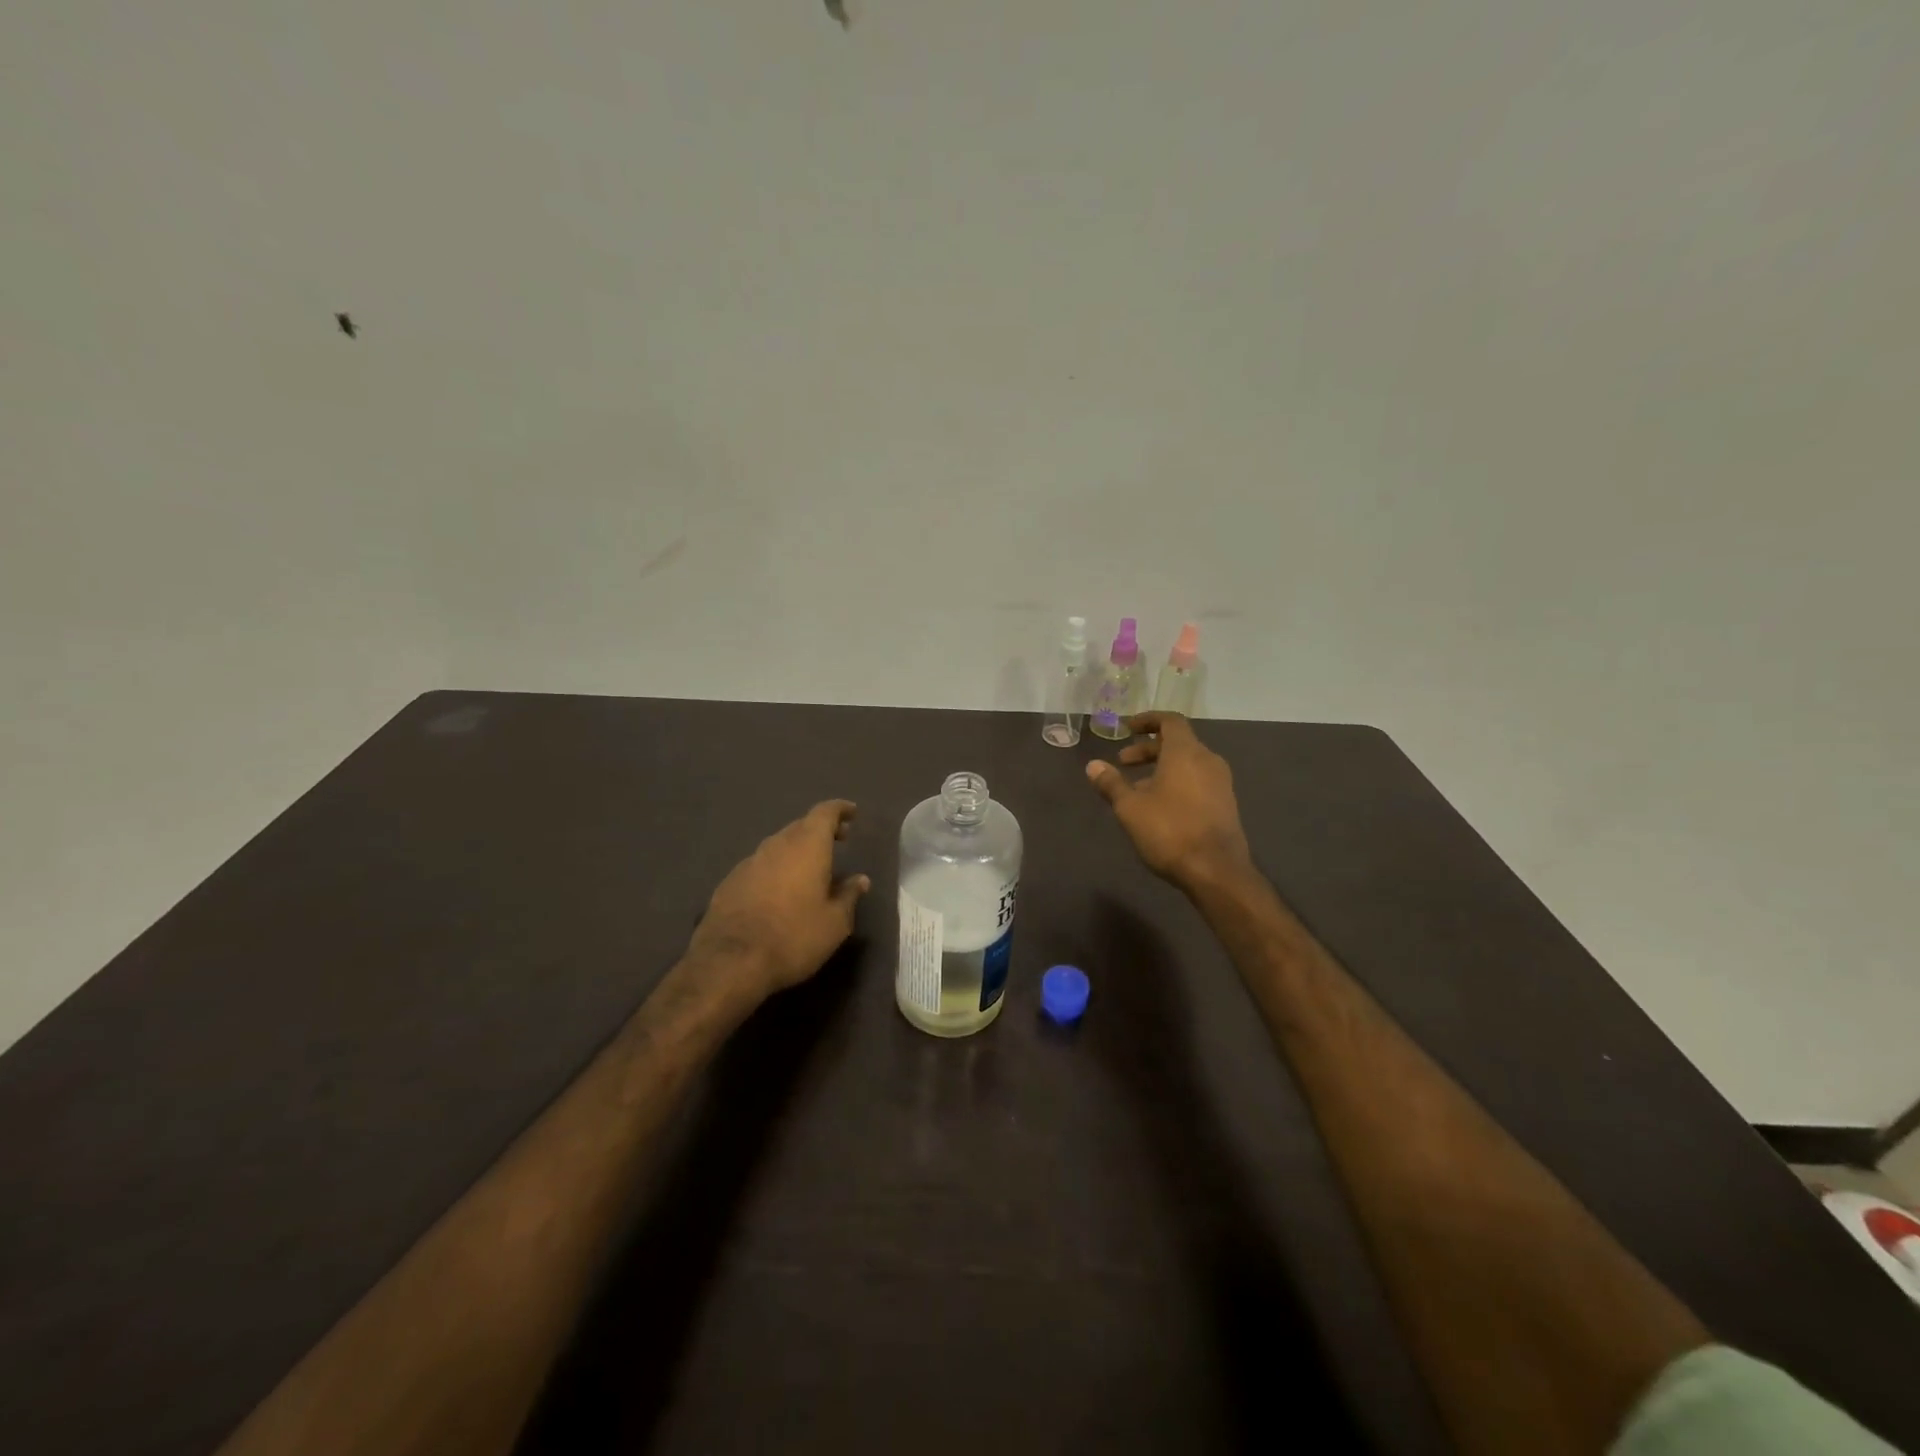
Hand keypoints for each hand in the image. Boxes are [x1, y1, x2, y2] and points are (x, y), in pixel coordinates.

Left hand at [687, 800, 870, 1003]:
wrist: (730, 962)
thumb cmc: (794, 937)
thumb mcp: (835, 923)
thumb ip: (849, 896)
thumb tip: (859, 880)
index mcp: (807, 847)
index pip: (825, 813)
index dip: (839, 809)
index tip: (851, 812)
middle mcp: (777, 845)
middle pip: (800, 826)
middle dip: (820, 830)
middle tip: (837, 840)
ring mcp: (749, 862)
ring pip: (778, 845)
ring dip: (796, 850)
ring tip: (809, 868)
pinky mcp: (729, 882)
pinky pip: (760, 866)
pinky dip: (775, 869)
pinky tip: (778, 891)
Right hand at [1086, 713, 1252, 891]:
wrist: (1216, 871)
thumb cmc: (1169, 831)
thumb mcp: (1130, 808)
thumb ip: (1111, 783)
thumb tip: (1093, 766)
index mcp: (1186, 752)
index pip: (1170, 721)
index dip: (1148, 720)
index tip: (1127, 728)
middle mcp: (1208, 761)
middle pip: (1178, 743)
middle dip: (1148, 749)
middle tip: (1123, 762)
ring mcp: (1221, 783)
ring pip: (1187, 764)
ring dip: (1161, 768)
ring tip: (1136, 789)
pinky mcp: (1225, 804)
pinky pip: (1197, 781)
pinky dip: (1176, 782)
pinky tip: (1159, 807)